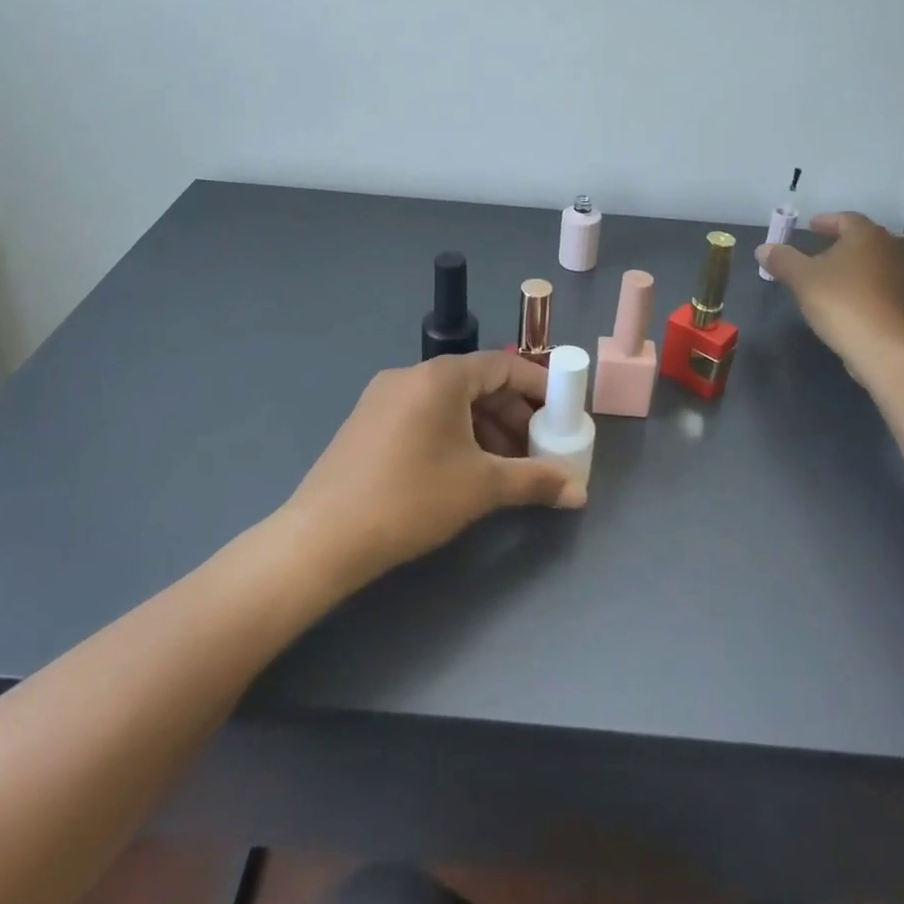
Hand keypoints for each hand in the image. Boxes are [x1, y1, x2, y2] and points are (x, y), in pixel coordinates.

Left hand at [280, 352, 585, 589]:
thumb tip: (579, 492)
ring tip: (503, 467)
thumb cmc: (411, 499)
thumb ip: (535, 481)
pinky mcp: (366, 422)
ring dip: (484, 427)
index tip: (562, 414)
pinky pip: (424, 414)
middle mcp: (410, 375)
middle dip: (512, 414)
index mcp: (440, 377)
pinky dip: (453, 433)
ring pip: (449, 402)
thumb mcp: (481, 488)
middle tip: (535, 449)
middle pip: (476, 382)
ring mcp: (383, 397)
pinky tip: (462, 469)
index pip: (503, 366)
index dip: (538, 388)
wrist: (323, 537)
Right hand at [756, 212, 903, 379]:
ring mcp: (900, 276)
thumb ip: (782, 259)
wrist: (882, 347)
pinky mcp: (902, 302)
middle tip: (816, 248)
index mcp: (865, 236)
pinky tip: (843, 297)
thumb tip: (763, 248)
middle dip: (838, 241)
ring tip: (826, 274)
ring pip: (870, 261)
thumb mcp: (801, 278)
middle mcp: (888, 249)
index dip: (826, 221)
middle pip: (861, 238)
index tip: (809, 227)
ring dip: (850, 263)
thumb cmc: (840, 302)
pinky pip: (877, 283)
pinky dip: (860, 283)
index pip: (846, 218)